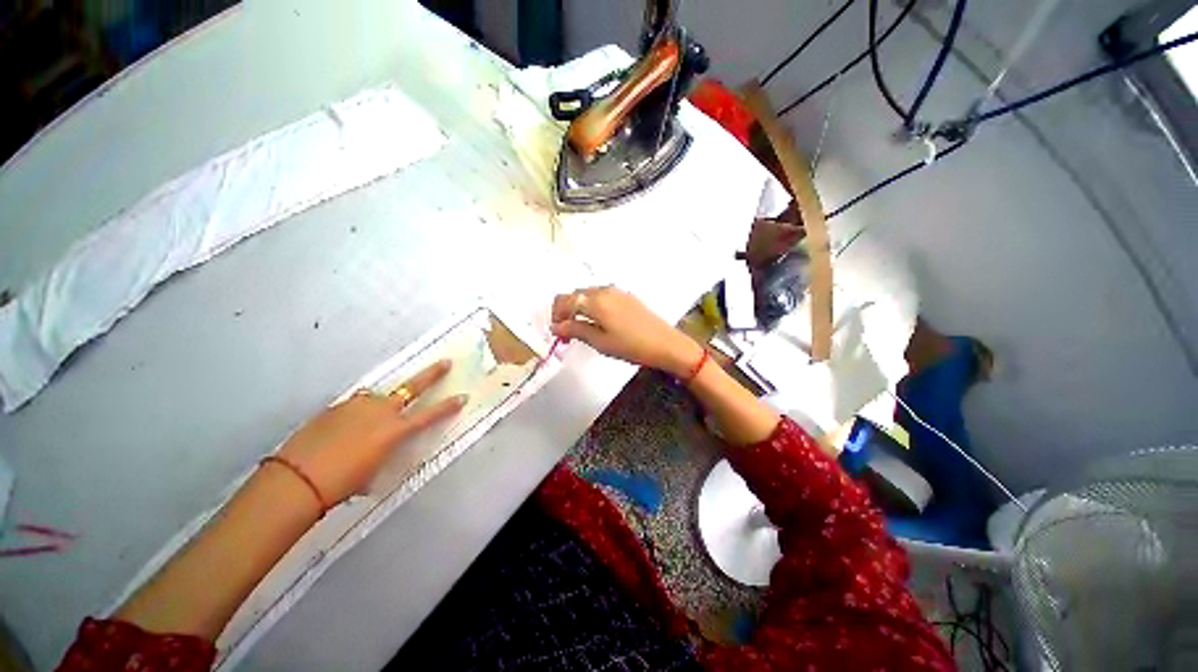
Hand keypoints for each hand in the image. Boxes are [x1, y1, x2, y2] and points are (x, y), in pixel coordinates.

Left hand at [275, 360, 465, 506]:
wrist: (297, 479)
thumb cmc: (343, 483)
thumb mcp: (375, 471)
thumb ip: (385, 452)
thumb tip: (384, 447)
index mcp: (395, 430)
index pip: (430, 414)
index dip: (449, 406)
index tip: (462, 397)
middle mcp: (381, 411)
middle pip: (412, 387)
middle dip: (432, 374)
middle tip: (446, 363)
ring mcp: (357, 405)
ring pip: (377, 397)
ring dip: (381, 403)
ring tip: (372, 418)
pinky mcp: (336, 407)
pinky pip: (355, 405)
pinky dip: (357, 413)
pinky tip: (345, 428)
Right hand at [550, 286, 702, 376]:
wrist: (665, 343)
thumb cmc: (631, 346)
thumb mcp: (600, 342)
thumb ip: (575, 330)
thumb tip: (555, 326)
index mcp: (595, 301)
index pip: (565, 300)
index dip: (556, 314)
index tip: (556, 332)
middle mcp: (604, 290)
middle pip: (575, 295)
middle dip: (566, 311)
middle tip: (567, 332)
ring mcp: (617, 291)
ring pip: (588, 294)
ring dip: (579, 308)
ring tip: (581, 328)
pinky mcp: (626, 296)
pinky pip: (602, 296)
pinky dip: (593, 306)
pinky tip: (598, 322)